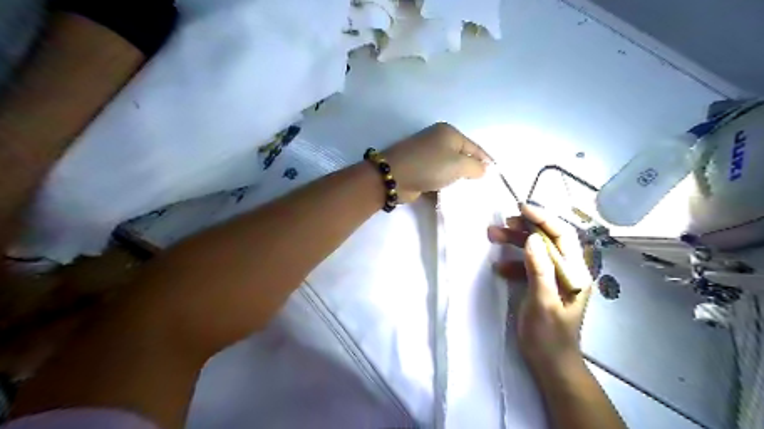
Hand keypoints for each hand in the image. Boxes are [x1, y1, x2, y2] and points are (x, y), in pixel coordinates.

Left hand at [386, 122, 491, 202]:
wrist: (394, 177)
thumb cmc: (430, 166)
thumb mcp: (459, 164)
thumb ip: (476, 167)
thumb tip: (483, 169)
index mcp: (449, 133)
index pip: (474, 147)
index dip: (486, 161)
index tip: (496, 175)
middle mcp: (438, 141)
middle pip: (461, 157)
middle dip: (471, 172)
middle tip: (483, 187)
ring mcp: (427, 155)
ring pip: (449, 169)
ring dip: (457, 181)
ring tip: (470, 193)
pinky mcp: (419, 170)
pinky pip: (437, 178)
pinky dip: (444, 186)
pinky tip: (452, 196)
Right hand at [489, 205, 588, 370]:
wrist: (550, 364)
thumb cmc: (548, 336)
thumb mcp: (543, 302)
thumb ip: (539, 270)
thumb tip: (531, 239)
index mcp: (575, 273)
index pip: (562, 236)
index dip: (543, 218)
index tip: (521, 208)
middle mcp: (568, 271)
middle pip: (547, 239)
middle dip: (524, 229)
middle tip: (501, 224)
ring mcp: (554, 278)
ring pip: (535, 250)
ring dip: (514, 242)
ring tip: (493, 236)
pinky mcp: (542, 285)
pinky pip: (527, 265)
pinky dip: (512, 262)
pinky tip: (498, 267)